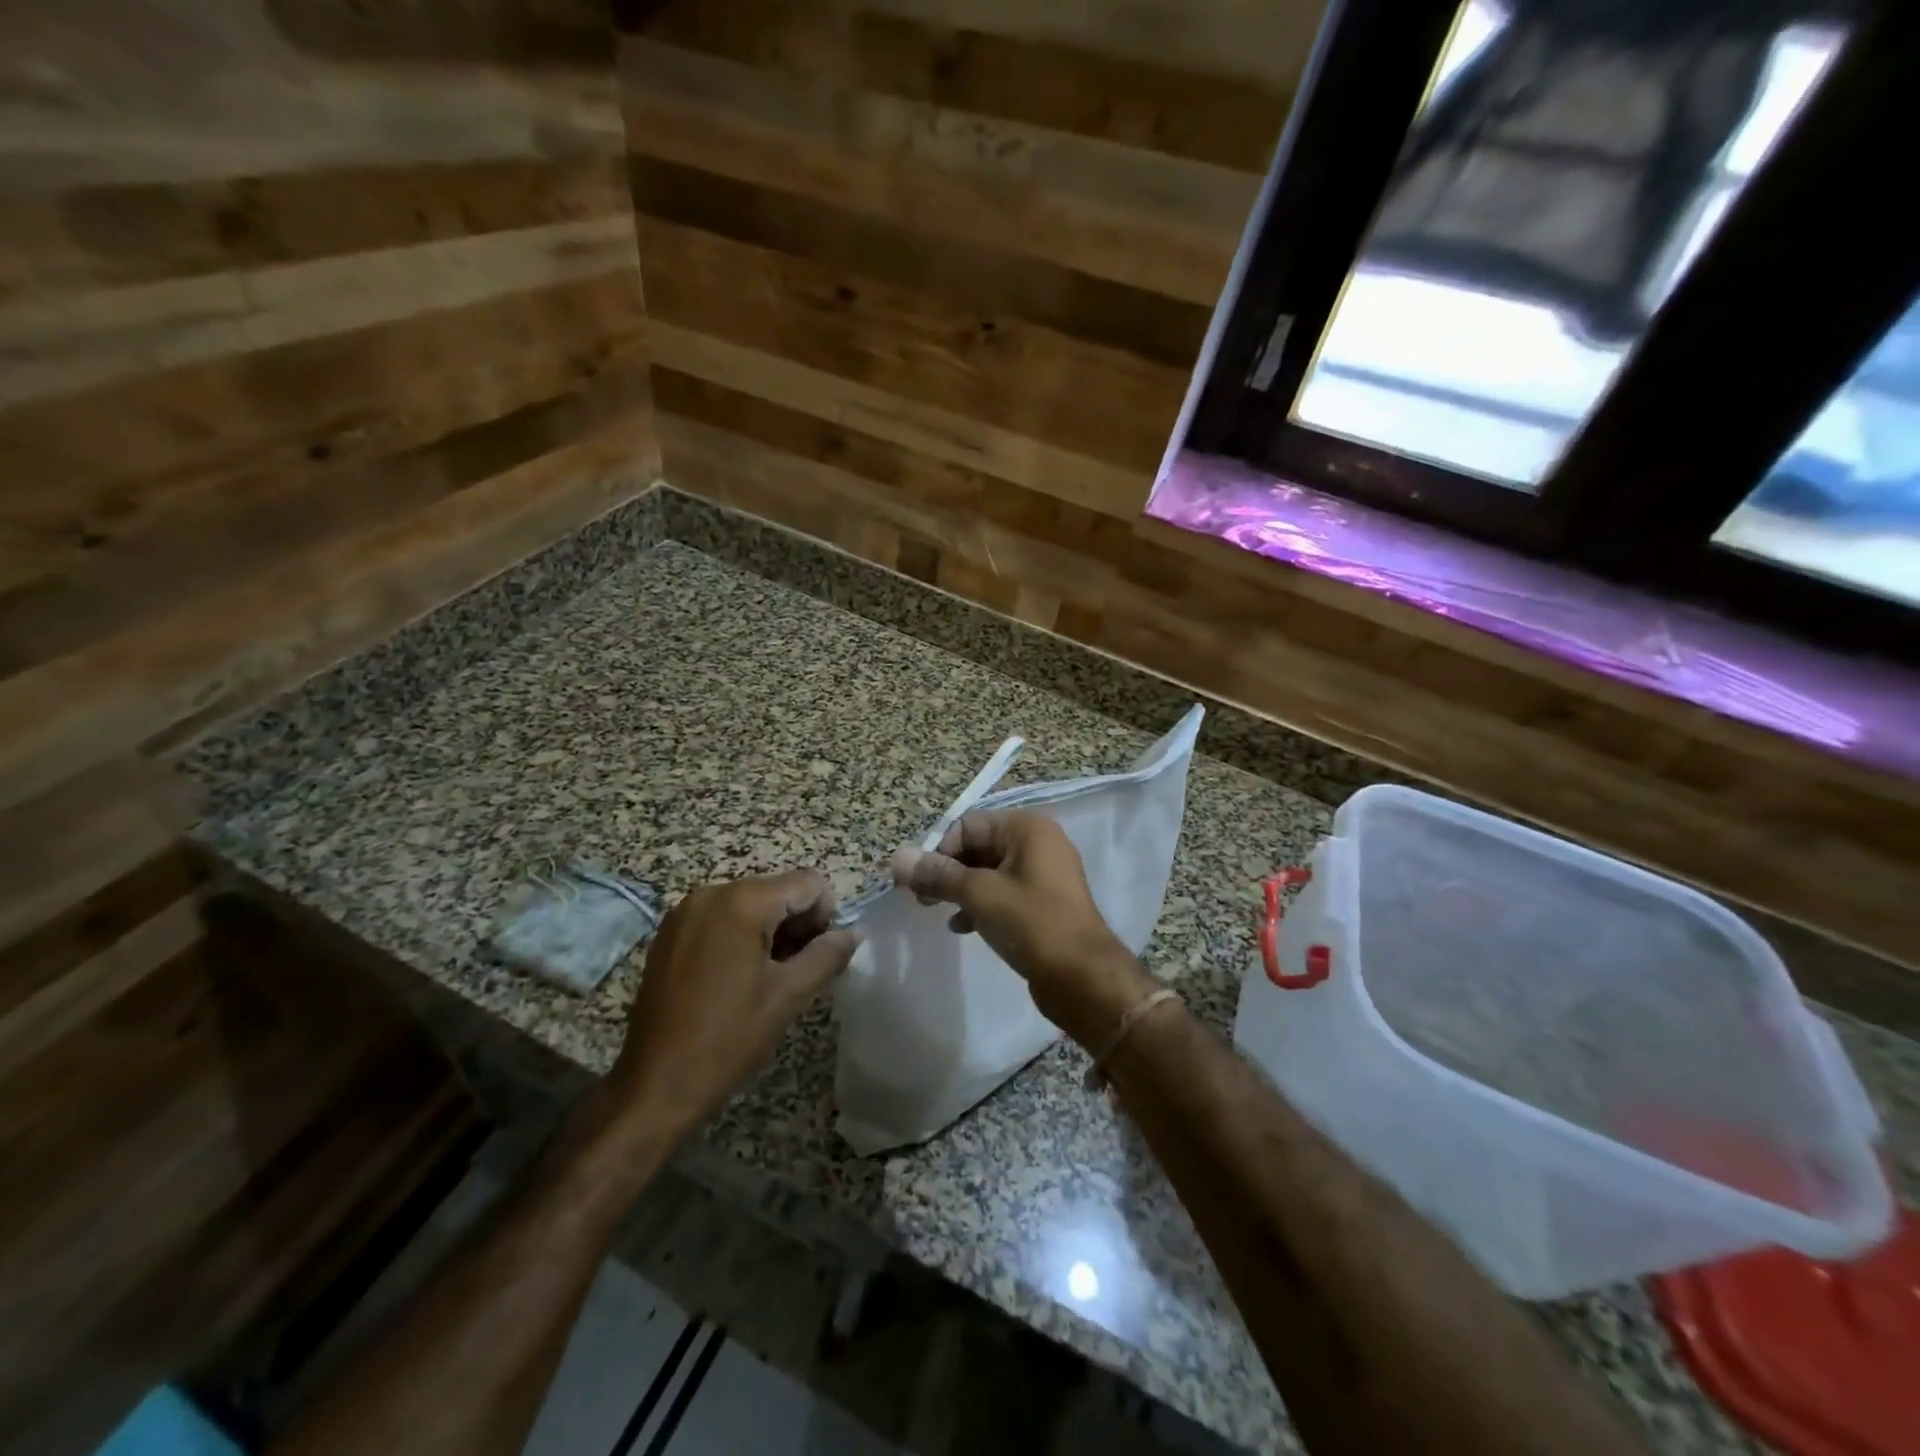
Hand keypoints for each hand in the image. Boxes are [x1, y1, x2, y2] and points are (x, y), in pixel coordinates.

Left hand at [611, 870, 858, 1131]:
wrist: (655, 1084)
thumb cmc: (729, 1037)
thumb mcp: (789, 995)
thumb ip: (828, 954)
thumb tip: (855, 932)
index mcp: (741, 902)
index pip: (807, 883)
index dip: (826, 915)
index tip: (820, 955)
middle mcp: (710, 893)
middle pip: (777, 889)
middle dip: (798, 923)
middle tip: (799, 970)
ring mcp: (685, 912)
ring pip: (750, 904)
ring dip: (771, 931)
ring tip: (770, 978)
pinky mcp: (670, 933)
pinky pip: (722, 917)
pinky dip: (742, 936)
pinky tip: (739, 978)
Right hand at [893, 811, 1155, 1046]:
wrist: (1083, 977)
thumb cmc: (1032, 924)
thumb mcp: (979, 895)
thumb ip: (938, 874)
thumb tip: (897, 858)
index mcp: (1027, 828)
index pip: (968, 825)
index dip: (939, 850)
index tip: (916, 881)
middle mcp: (1037, 843)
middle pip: (978, 846)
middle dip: (947, 870)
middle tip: (920, 899)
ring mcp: (1043, 874)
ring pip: (988, 872)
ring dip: (960, 889)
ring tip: (936, 912)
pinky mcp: (1043, 903)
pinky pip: (1003, 893)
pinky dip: (980, 904)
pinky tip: (962, 927)